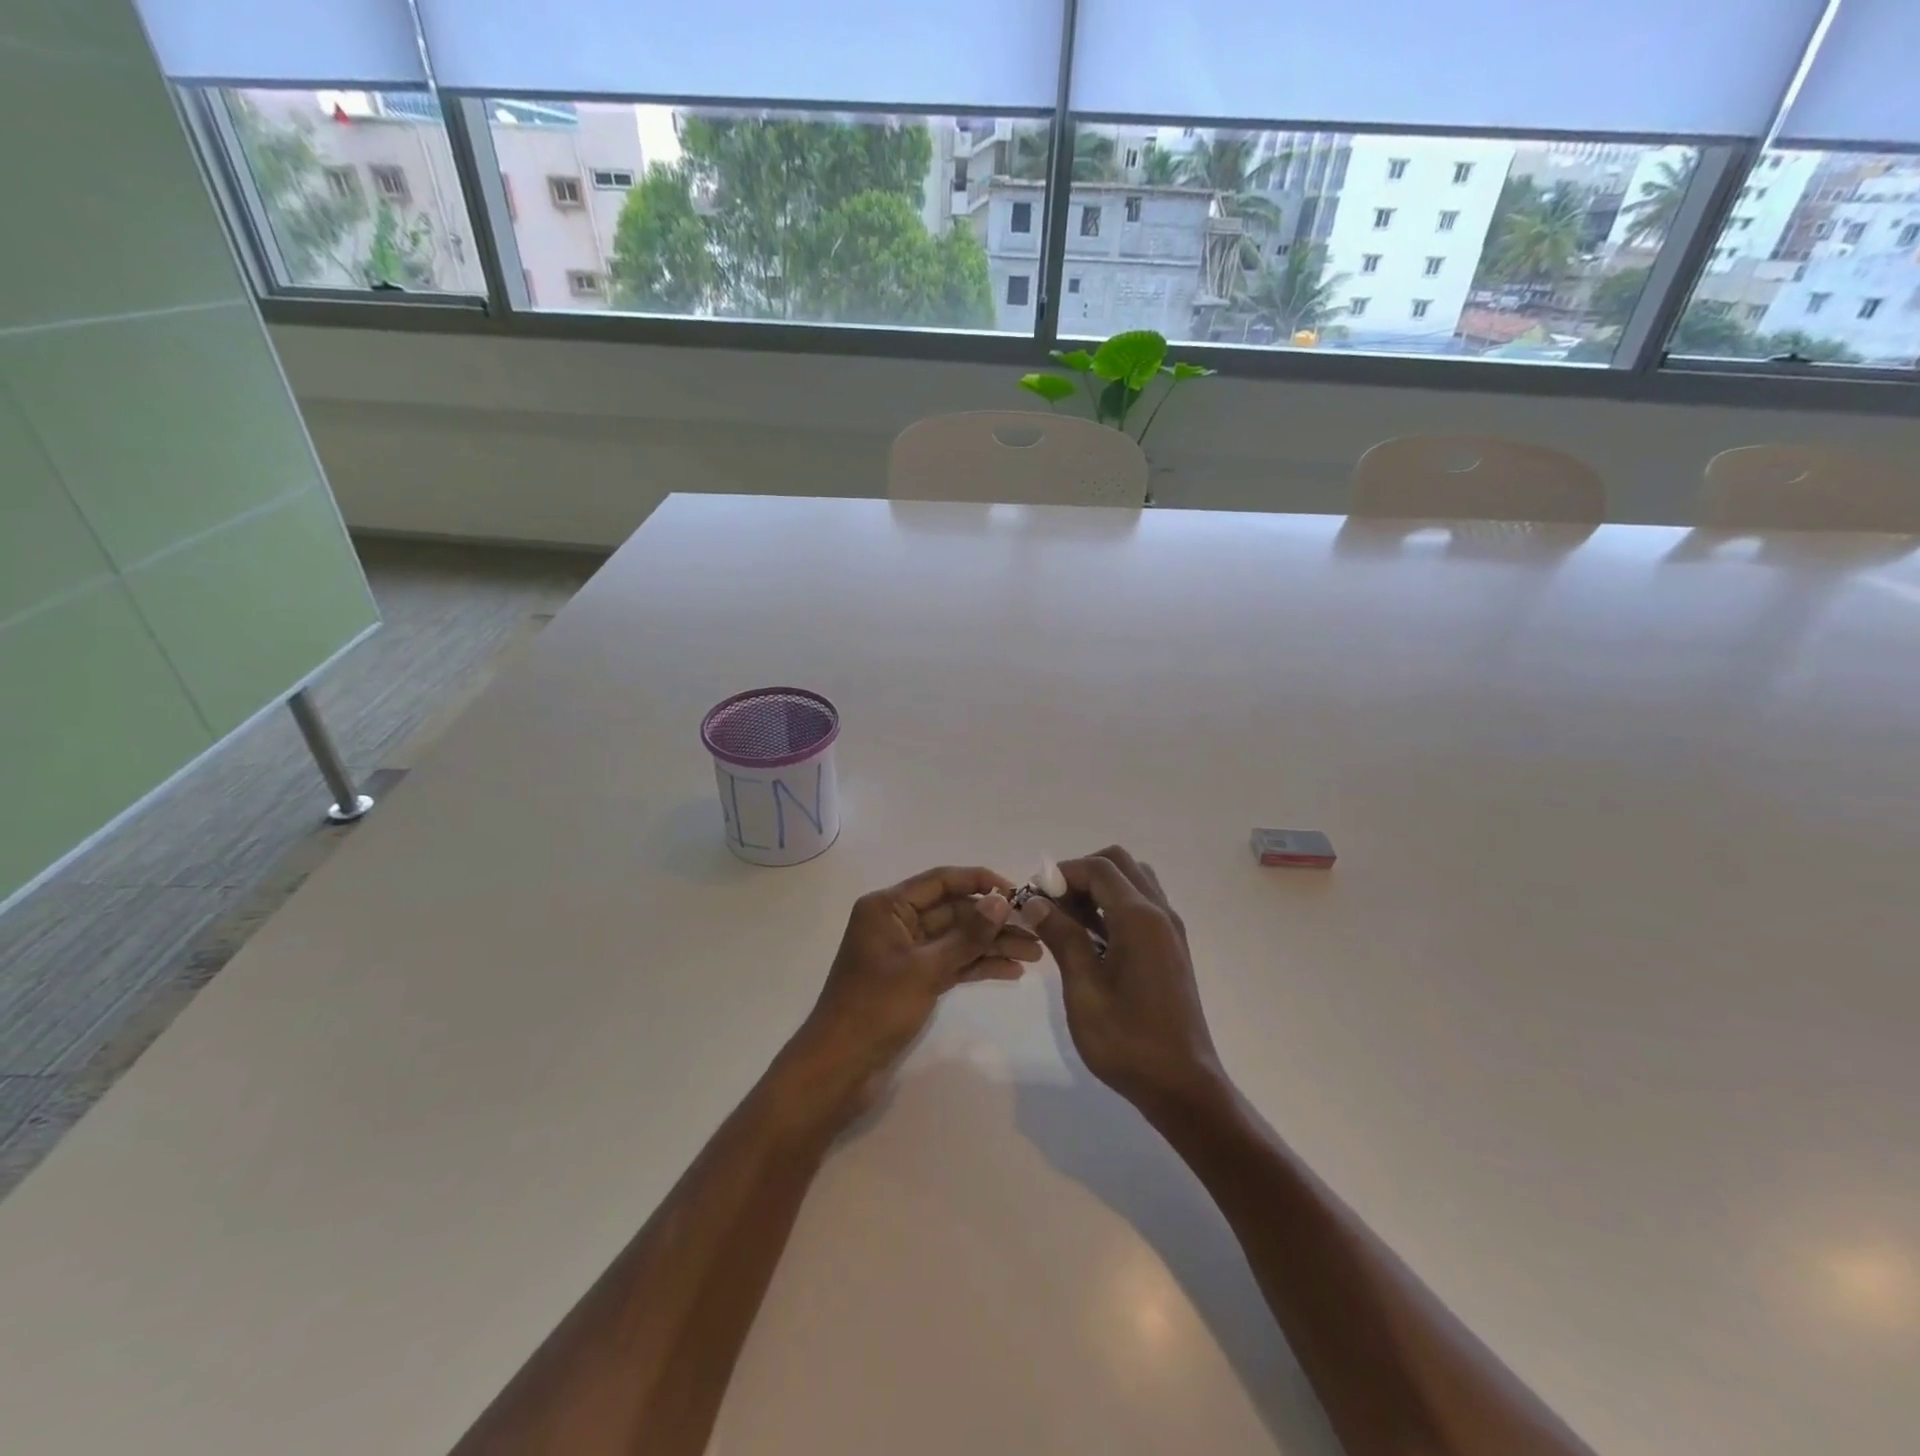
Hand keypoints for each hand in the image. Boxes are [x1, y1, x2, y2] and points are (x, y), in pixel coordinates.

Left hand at [788, 866, 1040, 1115]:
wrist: (839, 1067)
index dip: (979, 881)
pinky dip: (978, 965)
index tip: (1017, 892)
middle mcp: (897, 922)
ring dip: (992, 945)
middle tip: (1037, 931)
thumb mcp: (925, 969)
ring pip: (957, 939)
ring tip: (1035, 954)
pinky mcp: (914, 980)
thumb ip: (967, 935)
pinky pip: (952, 962)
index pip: (940, 881)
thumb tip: (1001, 901)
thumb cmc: (875, 1008)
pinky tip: (1011, 971)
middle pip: (953, 911)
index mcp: (888, 907)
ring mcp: (907, 953)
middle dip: (993, 921)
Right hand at [1023, 847, 1223, 1113]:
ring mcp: (1170, 931)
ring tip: (1069, 922)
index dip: (1062, 873)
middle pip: (1119, 864)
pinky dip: (1114, 906)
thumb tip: (1035, 902)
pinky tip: (1091, 940)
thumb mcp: (1084, 988)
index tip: (1035, 896)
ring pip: (1133, 882)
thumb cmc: (1127, 1040)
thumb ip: (1061, 937)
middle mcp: (1160, 914)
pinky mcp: (1171, 949)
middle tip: (1052, 905)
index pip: (1098, 868)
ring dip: (1099, 888)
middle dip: (1081, 874)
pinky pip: (1142, 906)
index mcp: (1140, 919)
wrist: (1182, 1085)